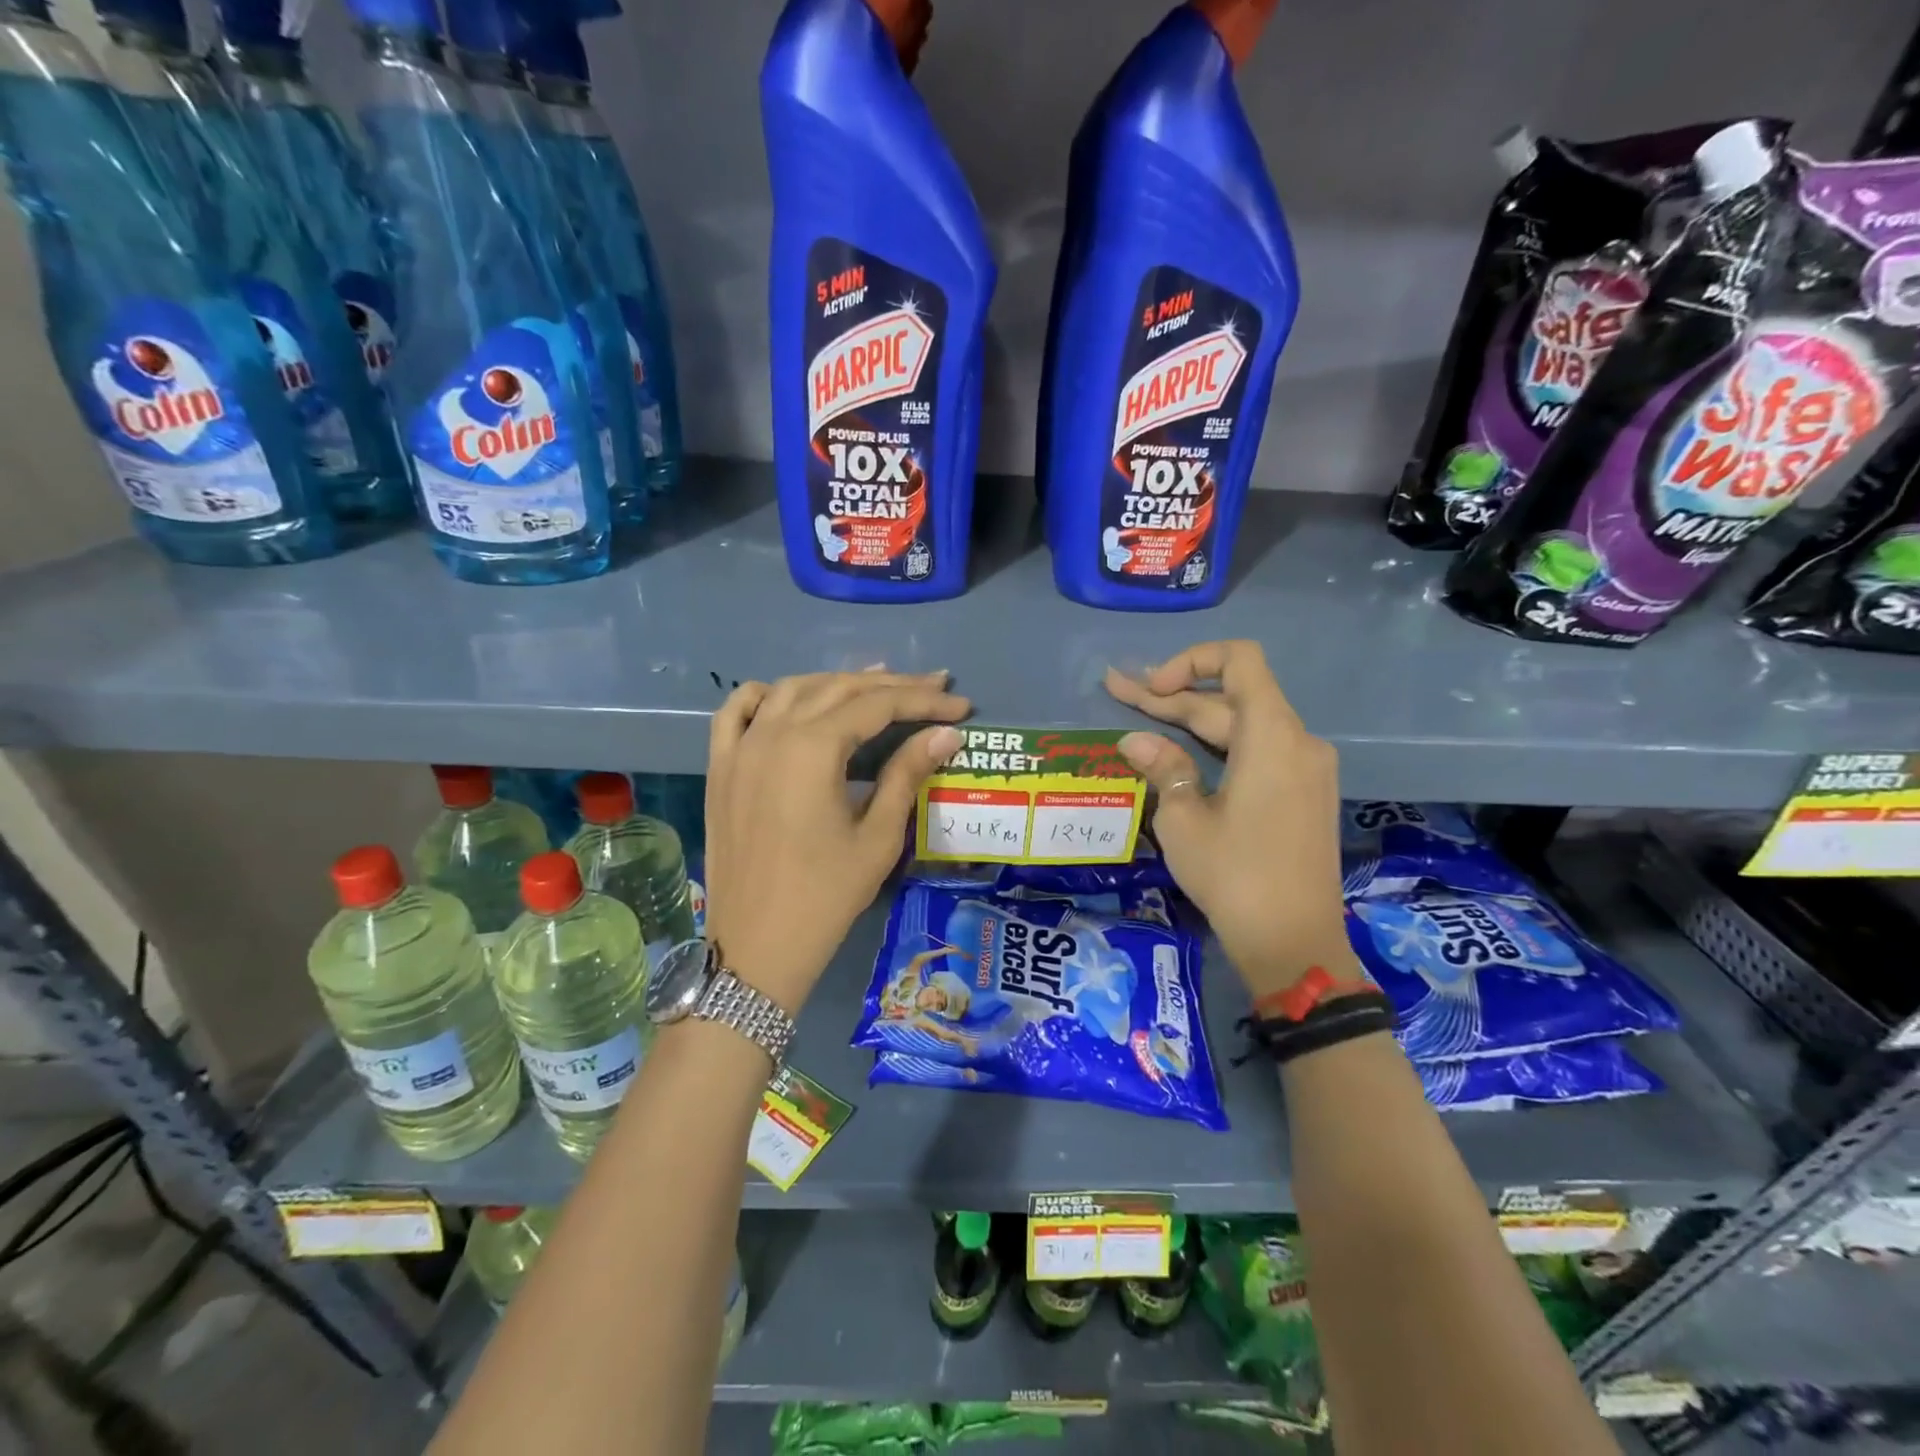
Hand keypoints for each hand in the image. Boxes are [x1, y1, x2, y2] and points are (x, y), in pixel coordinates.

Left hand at [704, 670, 967, 1014]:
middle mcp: (772, 733)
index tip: (961, 703)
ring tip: (877, 688)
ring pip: (791, 690)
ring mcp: (739, 748)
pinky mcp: (720, 767)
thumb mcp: (877, 837)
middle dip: (890, 685)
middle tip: (933, 688)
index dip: (923, 701)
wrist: (757, 947)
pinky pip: (737, 711)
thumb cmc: (826, 896)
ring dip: (837, 684)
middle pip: (838, 689)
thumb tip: (946, 734)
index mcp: (812, 749)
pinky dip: (768, 695)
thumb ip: (907, 774)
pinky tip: (791, 699)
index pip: (877, 705)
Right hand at [1106, 641, 1347, 1000]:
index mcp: (1273, 736)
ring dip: (1193, 721)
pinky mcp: (1304, 795)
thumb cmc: (1234, 877)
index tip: (1152, 689)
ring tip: (1141, 715)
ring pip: (1244, 727)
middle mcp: (1298, 741)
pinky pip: (1259, 752)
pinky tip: (1182, 752)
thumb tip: (1135, 740)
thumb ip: (1163, 768)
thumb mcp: (1184, 820)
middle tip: (1118, 692)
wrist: (1294, 943)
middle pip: (1231, 699)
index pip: (1240, 661)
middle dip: (1173, 697)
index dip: (1191, 661)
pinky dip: (1219, 746)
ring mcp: (1306, 770)